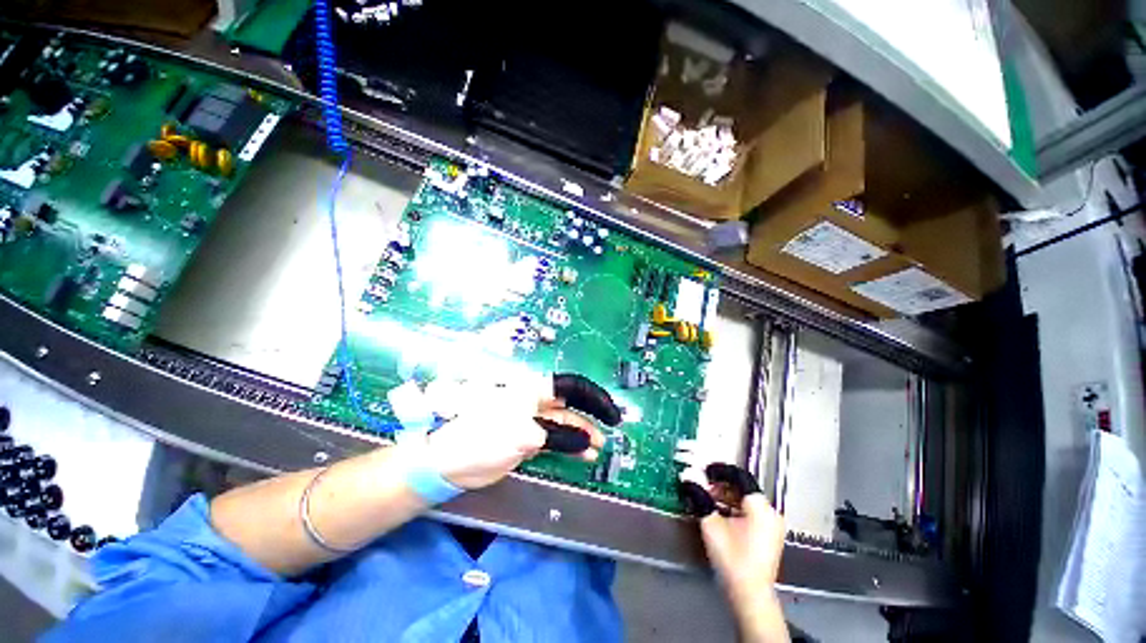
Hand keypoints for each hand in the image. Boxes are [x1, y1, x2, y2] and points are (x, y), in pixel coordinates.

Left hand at [425, 373, 619, 489]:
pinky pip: (556, 439)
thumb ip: (557, 437)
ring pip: (565, 424)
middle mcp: (534, 402)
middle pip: (570, 405)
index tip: (609, 413)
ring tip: (600, 447)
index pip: (570, 387)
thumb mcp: (523, 436)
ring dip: (583, 434)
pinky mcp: (528, 439)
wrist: (449, 463)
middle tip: (610, 429)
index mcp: (532, 390)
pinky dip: (571, 446)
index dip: (593, 398)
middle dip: (591, 416)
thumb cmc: (482, 439)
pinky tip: (585, 454)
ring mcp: (532, 421)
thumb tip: (585, 441)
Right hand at [680, 464, 788, 642]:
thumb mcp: (711, 524)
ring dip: (727, 497)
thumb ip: (700, 498)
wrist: (750, 594)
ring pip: (747, 501)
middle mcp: (771, 512)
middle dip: (721, 485)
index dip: (720, 470)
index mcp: (760, 506)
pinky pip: (751, 513)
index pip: (739, 476)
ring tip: (708, 499)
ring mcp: (773, 526)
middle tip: (702, 486)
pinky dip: (735, 509)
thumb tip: (688, 480)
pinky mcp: (770, 536)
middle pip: (743, 488)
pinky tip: (720, 514)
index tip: (704, 471)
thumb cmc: (732, 557)